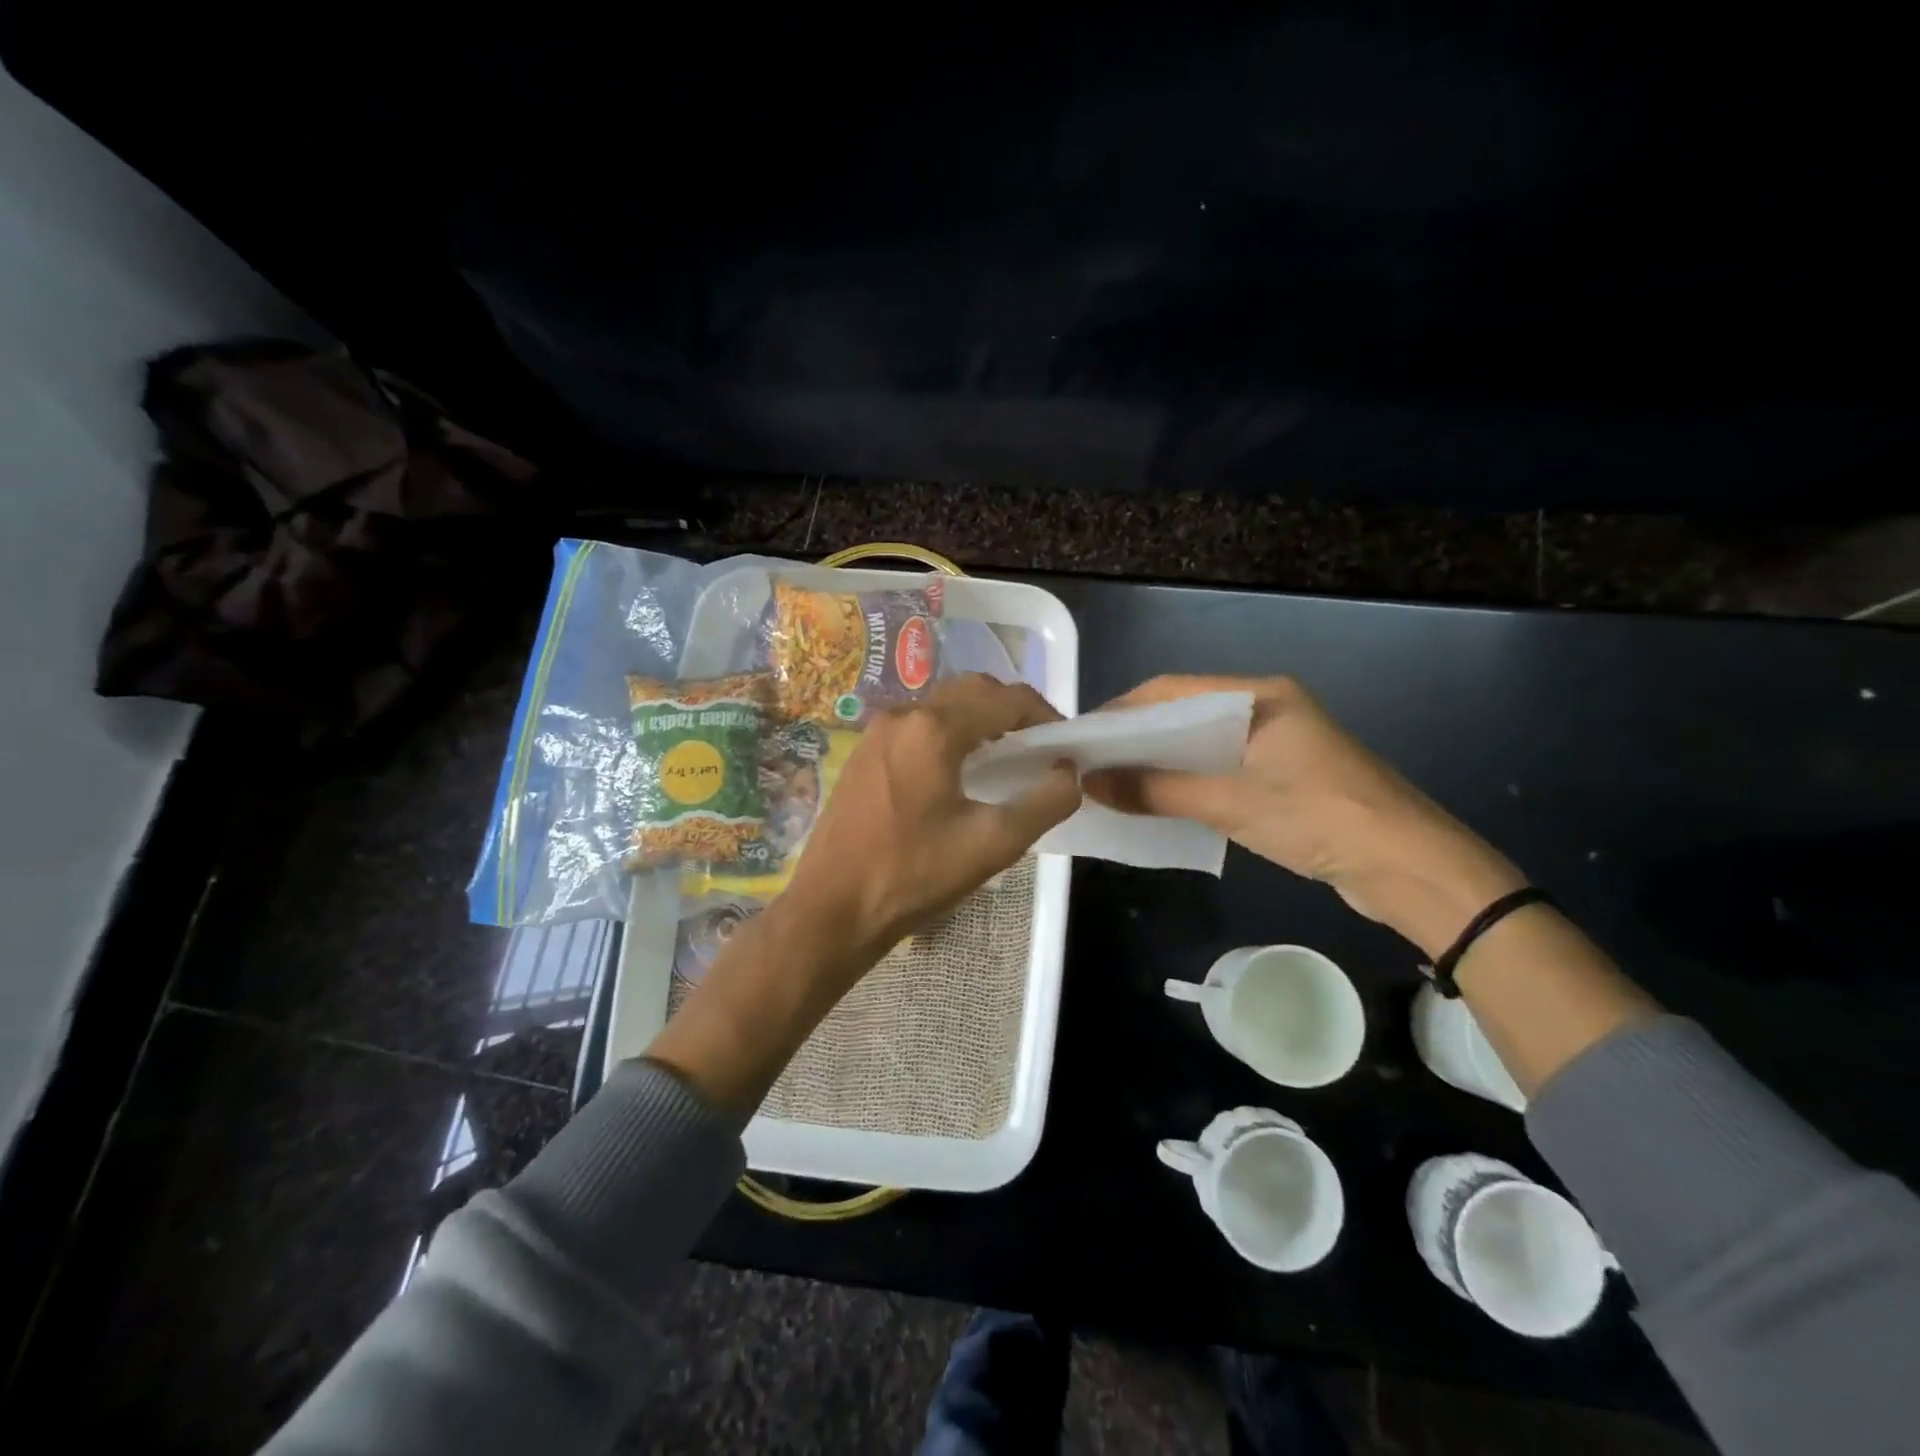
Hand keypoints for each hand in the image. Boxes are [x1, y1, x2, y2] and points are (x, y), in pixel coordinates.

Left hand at [782, 672, 1081, 965]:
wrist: (832, 909)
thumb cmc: (913, 875)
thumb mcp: (993, 844)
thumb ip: (1044, 803)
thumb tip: (1070, 772)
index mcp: (933, 729)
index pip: (1005, 699)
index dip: (1044, 715)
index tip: (1065, 744)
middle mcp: (902, 716)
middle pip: (971, 691)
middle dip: (1011, 709)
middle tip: (1037, 745)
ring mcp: (876, 733)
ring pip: (941, 706)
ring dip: (979, 718)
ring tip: (1005, 757)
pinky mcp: (863, 754)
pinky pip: (917, 725)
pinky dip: (949, 732)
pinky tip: (959, 771)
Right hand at [1084, 675, 1524, 957]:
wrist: (1410, 868)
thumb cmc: (1319, 818)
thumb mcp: (1231, 802)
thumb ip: (1158, 790)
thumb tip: (1090, 783)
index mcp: (1259, 696)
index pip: (1172, 689)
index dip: (1122, 710)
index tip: (1081, 736)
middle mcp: (1265, 710)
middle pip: (1185, 715)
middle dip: (1136, 738)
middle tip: (1088, 762)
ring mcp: (1276, 744)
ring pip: (1200, 746)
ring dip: (1159, 763)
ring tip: (1111, 783)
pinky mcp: (1282, 777)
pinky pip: (1220, 770)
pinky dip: (1186, 783)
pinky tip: (1156, 802)